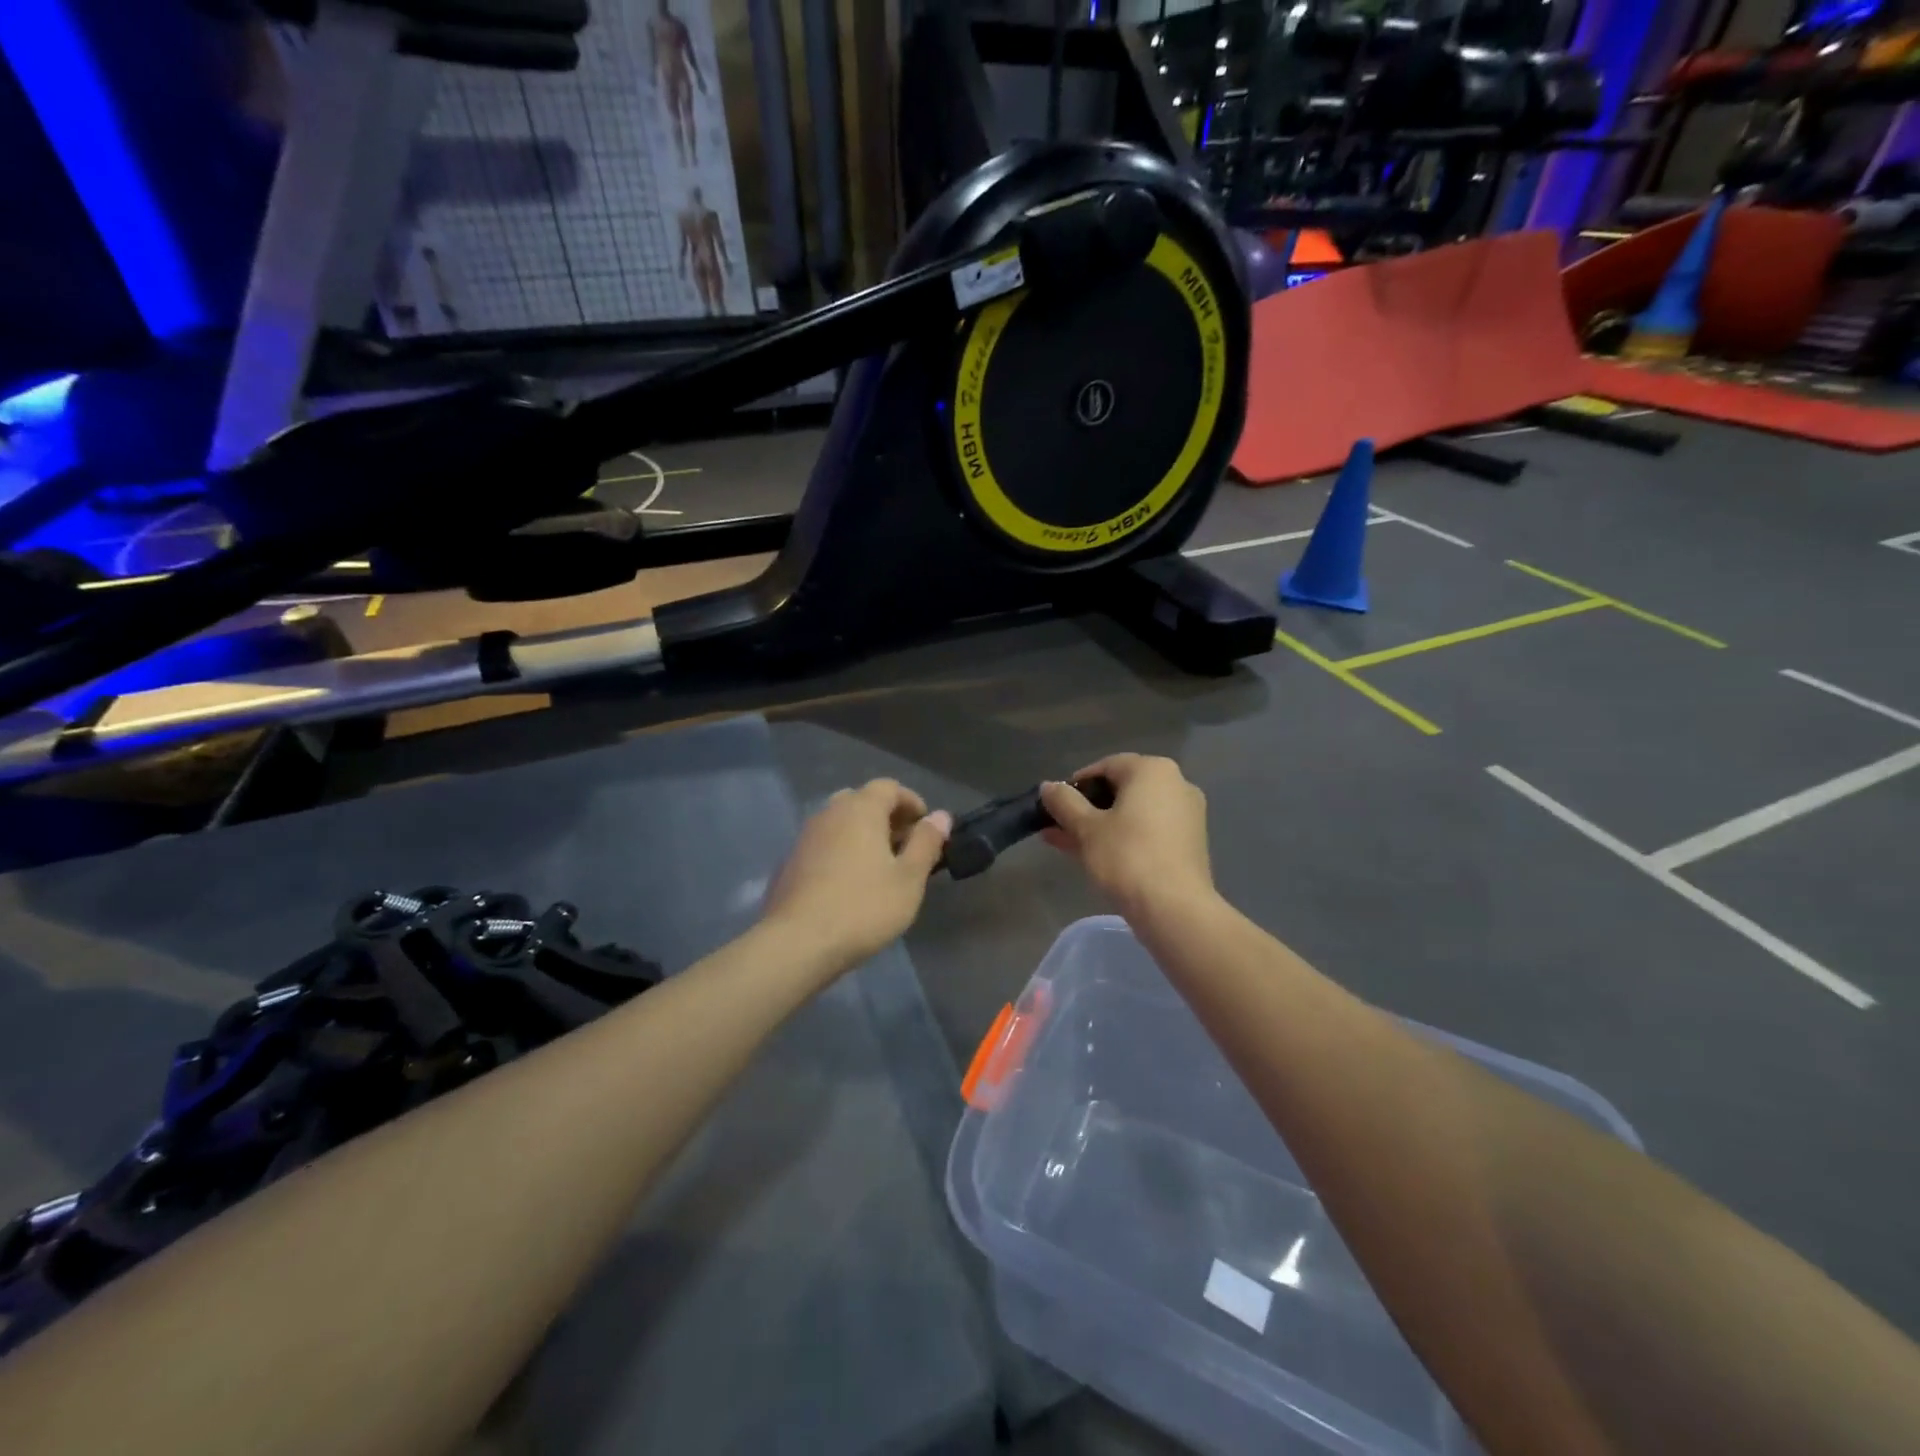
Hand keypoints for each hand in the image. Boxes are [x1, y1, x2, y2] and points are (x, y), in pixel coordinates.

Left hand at [762, 780, 951, 973]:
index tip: (926, 828)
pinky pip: (823, 845)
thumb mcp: (909, 878)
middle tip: (904, 846)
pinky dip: (841, 852)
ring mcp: (805, 837)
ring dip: (862, 834)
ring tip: (880, 867)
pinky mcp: (790, 862)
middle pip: (861, 800)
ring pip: (839, 823)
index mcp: (860, 809)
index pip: (888, 787)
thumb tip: (941, 816)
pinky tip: (849, 884)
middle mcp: (829, 813)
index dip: (911, 802)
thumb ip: (926, 843)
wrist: (797, 942)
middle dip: (886, 817)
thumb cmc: (863, 907)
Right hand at [1039, 754, 1214, 919]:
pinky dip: (1122, 838)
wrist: (1174, 909)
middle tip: (1058, 827)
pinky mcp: (1189, 843)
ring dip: (1099, 825)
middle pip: (1120, 790)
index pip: (1106, 766)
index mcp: (1153, 770)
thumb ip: (1064, 802)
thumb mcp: (1086, 828)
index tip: (1055, 806)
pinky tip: (1094, 855)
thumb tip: (1048, 786)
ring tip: (1066, 843)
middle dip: (1086, 808)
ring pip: (1132, 814)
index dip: (1076, 785)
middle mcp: (1176, 784)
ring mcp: (1186, 815)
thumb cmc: (1127, 857)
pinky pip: (1148, 831)